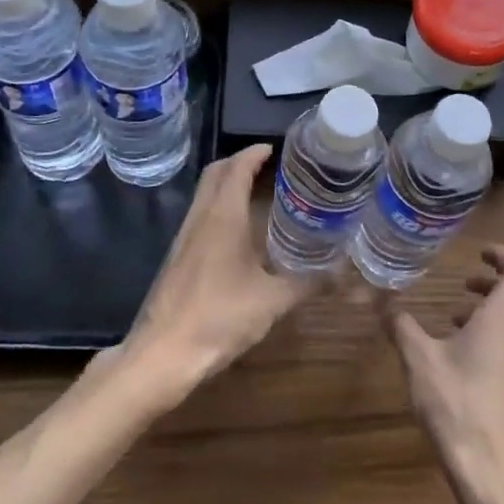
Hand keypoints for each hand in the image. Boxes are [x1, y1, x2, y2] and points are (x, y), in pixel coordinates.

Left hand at [109, 145, 312, 407]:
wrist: (163, 355)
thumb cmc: (219, 317)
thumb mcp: (272, 301)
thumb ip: (307, 283)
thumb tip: (340, 274)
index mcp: (223, 216)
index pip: (236, 168)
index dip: (254, 153)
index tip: (275, 148)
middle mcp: (200, 218)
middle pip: (214, 173)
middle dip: (238, 162)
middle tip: (267, 167)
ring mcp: (184, 238)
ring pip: (204, 195)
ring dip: (226, 185)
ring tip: (257, 194)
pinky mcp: (177, 258)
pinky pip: (200, 217)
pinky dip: (219, 209)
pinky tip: (238, 234)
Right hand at [381, 244, 503, 503]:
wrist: (493, 473)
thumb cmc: (458, 405)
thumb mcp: (419, 359)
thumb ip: (401, 325)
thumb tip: (382, 300)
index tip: (480, 253)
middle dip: (493, 283)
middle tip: (463, 283)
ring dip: (491, 311)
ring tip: (454, 318)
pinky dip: (492, 336)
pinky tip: (459, 357)